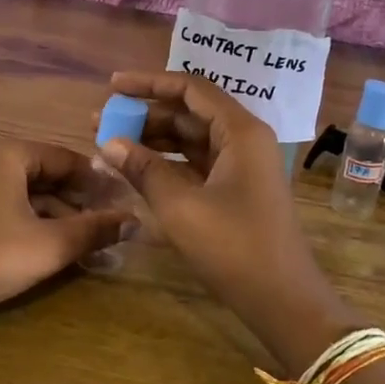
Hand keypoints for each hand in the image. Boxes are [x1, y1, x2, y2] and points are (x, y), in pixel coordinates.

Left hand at [0, 139, 131, 320]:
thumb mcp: (49, 245)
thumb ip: (95, 230)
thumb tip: (136, 222)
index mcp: (8, 152)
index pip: (66, 158)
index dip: (99, 182)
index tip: (125, 203)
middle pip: (47, 175)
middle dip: (80, 203)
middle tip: (110, 226)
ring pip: (28, 194)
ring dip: (59, 217)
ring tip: (89, 243)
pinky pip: (8, 206)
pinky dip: (33, 223)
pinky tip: (54, 247)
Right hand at [97, 72, 357, 366]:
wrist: (282, 300)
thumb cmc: (234, 247)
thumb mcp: (181, 206)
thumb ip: (143, 169)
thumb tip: (107, 143)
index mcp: (239, 131)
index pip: (190, 88)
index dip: (149, 83)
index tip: (112, 85)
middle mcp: (243, 138)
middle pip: (189, 112)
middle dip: (145, 114)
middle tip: (101, 122)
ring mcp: (241, 164)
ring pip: (190, 138)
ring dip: (152, 138)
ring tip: (110, 144)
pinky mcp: (235, 188)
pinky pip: (196, 162)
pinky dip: (166, 162)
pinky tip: (135, 168)